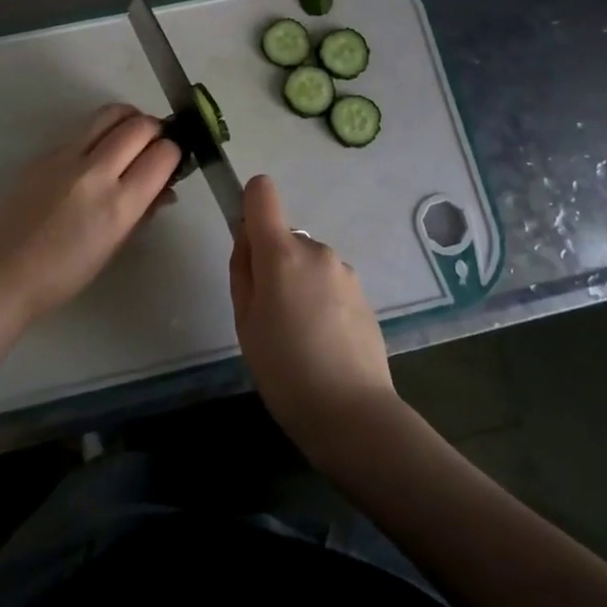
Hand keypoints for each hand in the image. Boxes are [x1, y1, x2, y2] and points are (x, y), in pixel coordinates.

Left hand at [0, 103, 181, 325]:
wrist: (1, 272)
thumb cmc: (63, 274)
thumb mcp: (113, 248)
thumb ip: (143, 212)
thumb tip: (165, 188)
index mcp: (118, 205)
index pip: (162, 156)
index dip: (174, 153)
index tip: (172, 160)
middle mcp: (95, 172)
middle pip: (139, 126)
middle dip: (156, 130)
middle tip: (155, 144)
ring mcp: (67, 157)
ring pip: (110, 113)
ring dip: (130, 119)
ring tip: (131, 135)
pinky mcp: (45, 152)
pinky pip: (84, 128)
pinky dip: (102, 130)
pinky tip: (99, 150)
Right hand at [230, 175, 398, 460]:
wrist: (351, 413)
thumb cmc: (284, 369)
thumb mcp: (245, 321)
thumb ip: (243, 270)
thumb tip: (248, 238)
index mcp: (282, 252)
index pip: (262, 193)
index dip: (249, 206)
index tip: (246, 243)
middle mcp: (316, 250)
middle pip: (284, 237)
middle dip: (273, 263)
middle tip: (269, 314)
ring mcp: (344, 271)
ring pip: (308, 263)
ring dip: (299, 283)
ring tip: (298, 335)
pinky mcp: (363, 294)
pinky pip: (329, 283)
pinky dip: (320, 300)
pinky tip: (322, 342)